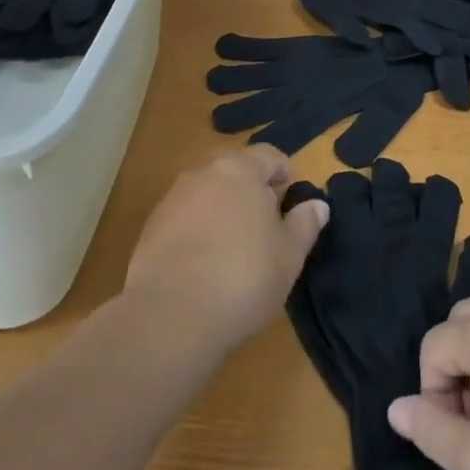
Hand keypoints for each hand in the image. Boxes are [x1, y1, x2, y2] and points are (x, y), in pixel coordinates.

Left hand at [125, 145, 327, 352]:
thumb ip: (304, 224)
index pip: (268, 154)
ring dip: (222, 206)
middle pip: (233, 168)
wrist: (170, 315)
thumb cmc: (243, 278)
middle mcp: (203, 173)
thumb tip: (317, 204)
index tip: (290, 194)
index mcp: (240, 170)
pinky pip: (184, 215)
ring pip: (206, 191)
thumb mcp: (289, 256)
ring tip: (235, 243)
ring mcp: (172, 198)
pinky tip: (205, 261)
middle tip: (266, 219)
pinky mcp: (151, 227)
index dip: (283, 171)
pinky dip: (198, 227)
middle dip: (250, 187)